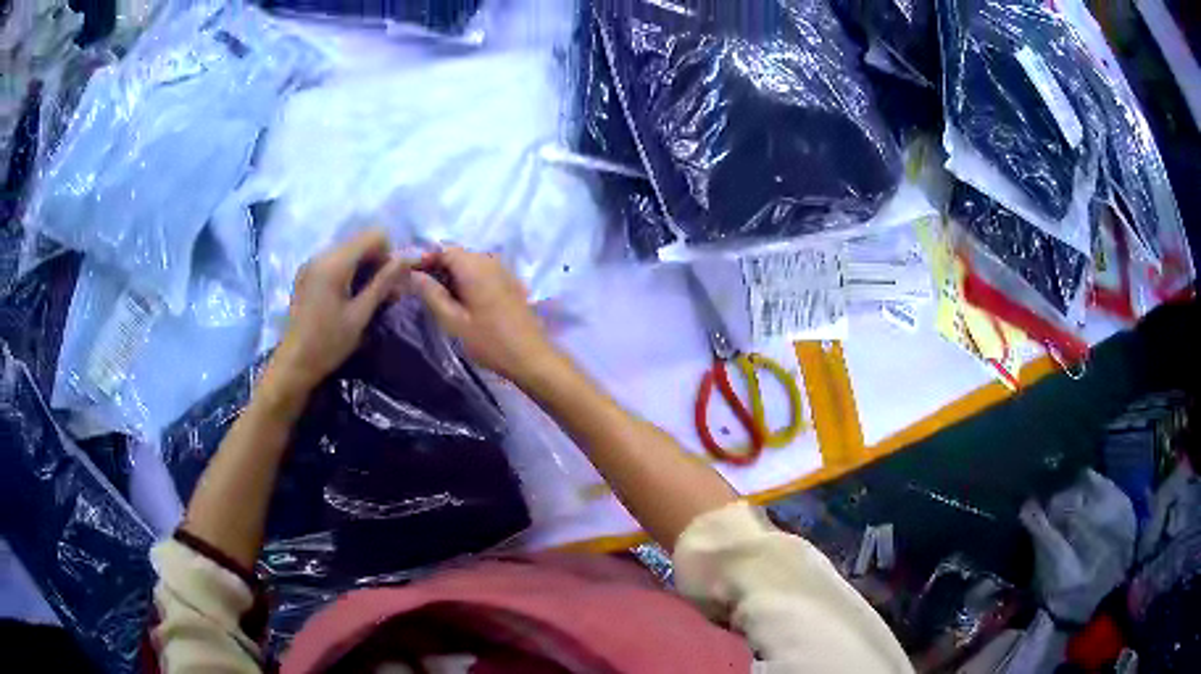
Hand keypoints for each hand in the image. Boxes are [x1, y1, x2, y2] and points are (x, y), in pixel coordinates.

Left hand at [269, 230, 406, 395]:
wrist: (294, 363)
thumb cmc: (329, 343)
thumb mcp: (360, 315)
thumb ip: (383, 283)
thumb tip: (407, 260)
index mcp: (335, 263)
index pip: (374, 235)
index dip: (388, 254)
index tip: (389, 283)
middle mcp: (322, 254)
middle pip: (360, 241)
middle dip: (376, 261)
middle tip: (382, 293)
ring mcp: (312, 263)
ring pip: (349, 251)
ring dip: (363, 268)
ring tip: (365, 298)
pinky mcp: (307, 273)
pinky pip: (335, 261)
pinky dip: (348, 273)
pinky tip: (347, 298)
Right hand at [411, 247, 559, 385]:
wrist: (531, 357)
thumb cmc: (489, 342)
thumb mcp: (453, 321)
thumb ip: (431, 294)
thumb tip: (413, 275)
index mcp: (475, 266)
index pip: (443, 250)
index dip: (423, 259)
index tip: (408, 276)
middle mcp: (490, 261)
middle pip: (457, 255)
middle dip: (436, 268)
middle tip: (418, 289)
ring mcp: (503, 271)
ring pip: (469, 264)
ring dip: (451, 275)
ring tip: (436, 298)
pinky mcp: (510, 284)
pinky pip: (482, 273)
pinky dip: (467, 281)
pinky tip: (460, 301)